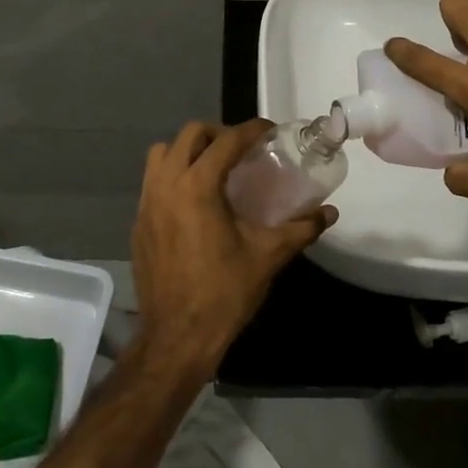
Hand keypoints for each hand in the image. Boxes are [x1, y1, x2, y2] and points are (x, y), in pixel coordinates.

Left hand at [130, 120, 335, 375]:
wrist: (176, 337)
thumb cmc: (224, 292)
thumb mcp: (267, 256)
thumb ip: (300, 228)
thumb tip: (329, 212)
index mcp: (198, 186)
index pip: (226, 141)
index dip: (250, 130)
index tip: (269, 130)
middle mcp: (167, 184)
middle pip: (189, 135)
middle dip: (218, 134)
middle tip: (242, 150)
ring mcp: (146, 202)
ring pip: (162, 154)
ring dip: (188, 150)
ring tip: (213, 168)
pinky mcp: (138, 223)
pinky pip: (152, 181)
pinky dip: (173, 176)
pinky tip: (193, 201)